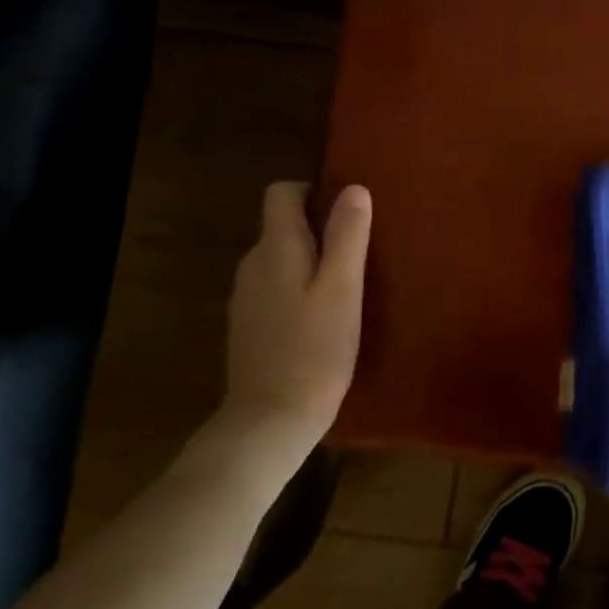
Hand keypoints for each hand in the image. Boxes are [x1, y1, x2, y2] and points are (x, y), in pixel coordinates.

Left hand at [222, 182, 371, 459]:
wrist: (270, 419)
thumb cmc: (315, 350)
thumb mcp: (343, 289)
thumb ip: (347, 236)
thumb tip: (354, 188)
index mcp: (275, 248)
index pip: (281, 193)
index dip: (313, 191)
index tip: (348, 212)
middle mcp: (252, 264)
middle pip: (282, 225)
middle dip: (319, 228)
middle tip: (361, 254)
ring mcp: (246, 297)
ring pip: (281, 259)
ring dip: (312, 262)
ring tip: (348, 288)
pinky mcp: (249, 325)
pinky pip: (277, 288)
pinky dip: (300, 289)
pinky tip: (324, 319)